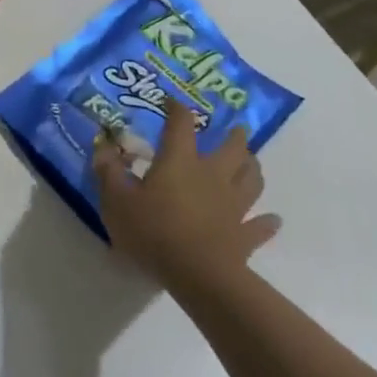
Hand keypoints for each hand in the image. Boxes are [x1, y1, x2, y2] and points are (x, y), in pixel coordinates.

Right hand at [94, 100, 278, 287]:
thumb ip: (108, 171)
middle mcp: (212, 174)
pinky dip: (267, 221)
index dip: (177, 108)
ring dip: (253, 168)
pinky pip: (260, 225)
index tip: (172, 101)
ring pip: (251, 179)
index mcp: (180, 160)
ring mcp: (233, 205)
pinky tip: (273, 219)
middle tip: (236, 128)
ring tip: (252, 162)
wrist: (198, 276)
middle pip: (232, 148)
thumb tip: (103, 145)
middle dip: (234, 135)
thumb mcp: (116, 200)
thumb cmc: (153, 231)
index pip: (181, 123)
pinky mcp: (244, 235)